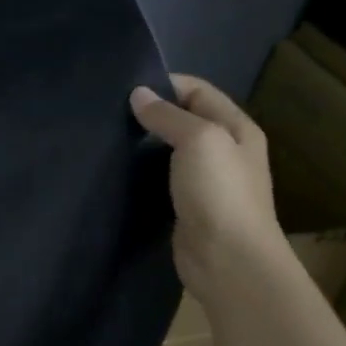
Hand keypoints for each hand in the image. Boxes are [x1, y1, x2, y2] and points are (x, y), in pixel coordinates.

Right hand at [131, 77, 286, 307]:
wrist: (228, 261)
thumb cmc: (219, 193)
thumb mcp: (198, 140)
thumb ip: (168, 115)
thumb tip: (138, 94)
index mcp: (236, 128)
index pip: (197, 91)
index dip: (165, 85)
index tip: (126, 90)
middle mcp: (224, 150)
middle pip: (184, 119)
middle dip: (151, 114)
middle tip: (111, 114)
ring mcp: (206, 182)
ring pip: (170, 151)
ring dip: (145, 145)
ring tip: (109, 139)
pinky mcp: (187, 207)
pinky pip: (162, 180)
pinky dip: (143, 173)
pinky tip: (119, 172)